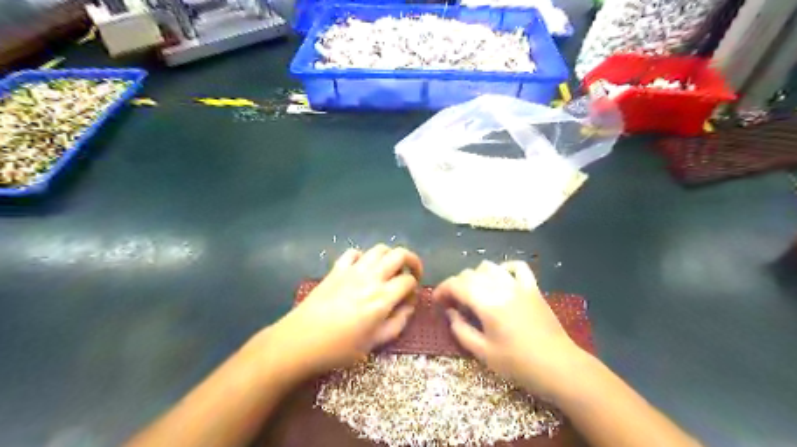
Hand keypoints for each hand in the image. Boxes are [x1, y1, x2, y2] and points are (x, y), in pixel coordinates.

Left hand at [261, 244, 421, 380]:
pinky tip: (362, 269)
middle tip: (411, 273)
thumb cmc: (339, 348)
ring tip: (389, 270)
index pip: (409, 280)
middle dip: (412, 261)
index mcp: (382, 297)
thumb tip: (408, 306)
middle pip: (399, 254)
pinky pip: (354, 253)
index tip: (408, 300)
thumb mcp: (375, 343)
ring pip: (379, 249)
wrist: (300, 341)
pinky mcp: (336, 269)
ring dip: (390, 256)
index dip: (414, 288)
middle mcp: (371, 277)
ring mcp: (352, 270)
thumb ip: (398, 323)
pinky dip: (364, 257)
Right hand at [435, 261, 583, 399]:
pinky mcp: (533, 288)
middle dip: (456, 285)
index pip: (456, 285)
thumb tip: (450, 313)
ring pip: (489, 266)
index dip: (442, 290)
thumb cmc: (519, 364)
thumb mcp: (483, 353)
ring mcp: (519, 285)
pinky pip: (517, 267)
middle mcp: (501, 287)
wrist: (560, 367)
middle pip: (470, 274)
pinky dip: (503, 268)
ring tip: (474, 293)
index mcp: (487, 303)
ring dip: (475, 276)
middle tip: (453, 304)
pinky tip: (500, 280)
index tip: (436, 302)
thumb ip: (461, 330)